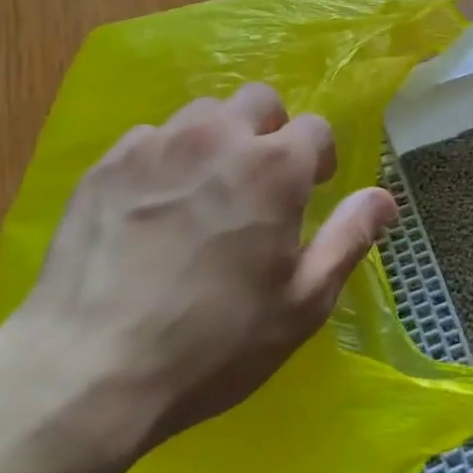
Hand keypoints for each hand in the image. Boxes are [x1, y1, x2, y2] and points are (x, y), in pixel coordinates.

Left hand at [0, 84, 397, 472]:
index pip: (316, 127)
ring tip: (207, 191)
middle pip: (258, 101)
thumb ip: (350, 237)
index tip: (312, 190)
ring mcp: (156, 145)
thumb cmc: (214, 342)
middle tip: (262, 183)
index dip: (319, 158)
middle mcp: (218, 138)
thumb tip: (385, 197)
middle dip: (271, 131)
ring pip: (202, 113)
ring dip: (218, 140)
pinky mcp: (106, 165)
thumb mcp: (303, 302)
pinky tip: (155, 207)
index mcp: (274, 167)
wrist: (87, 371)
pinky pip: (151, 138)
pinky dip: (166, 158)